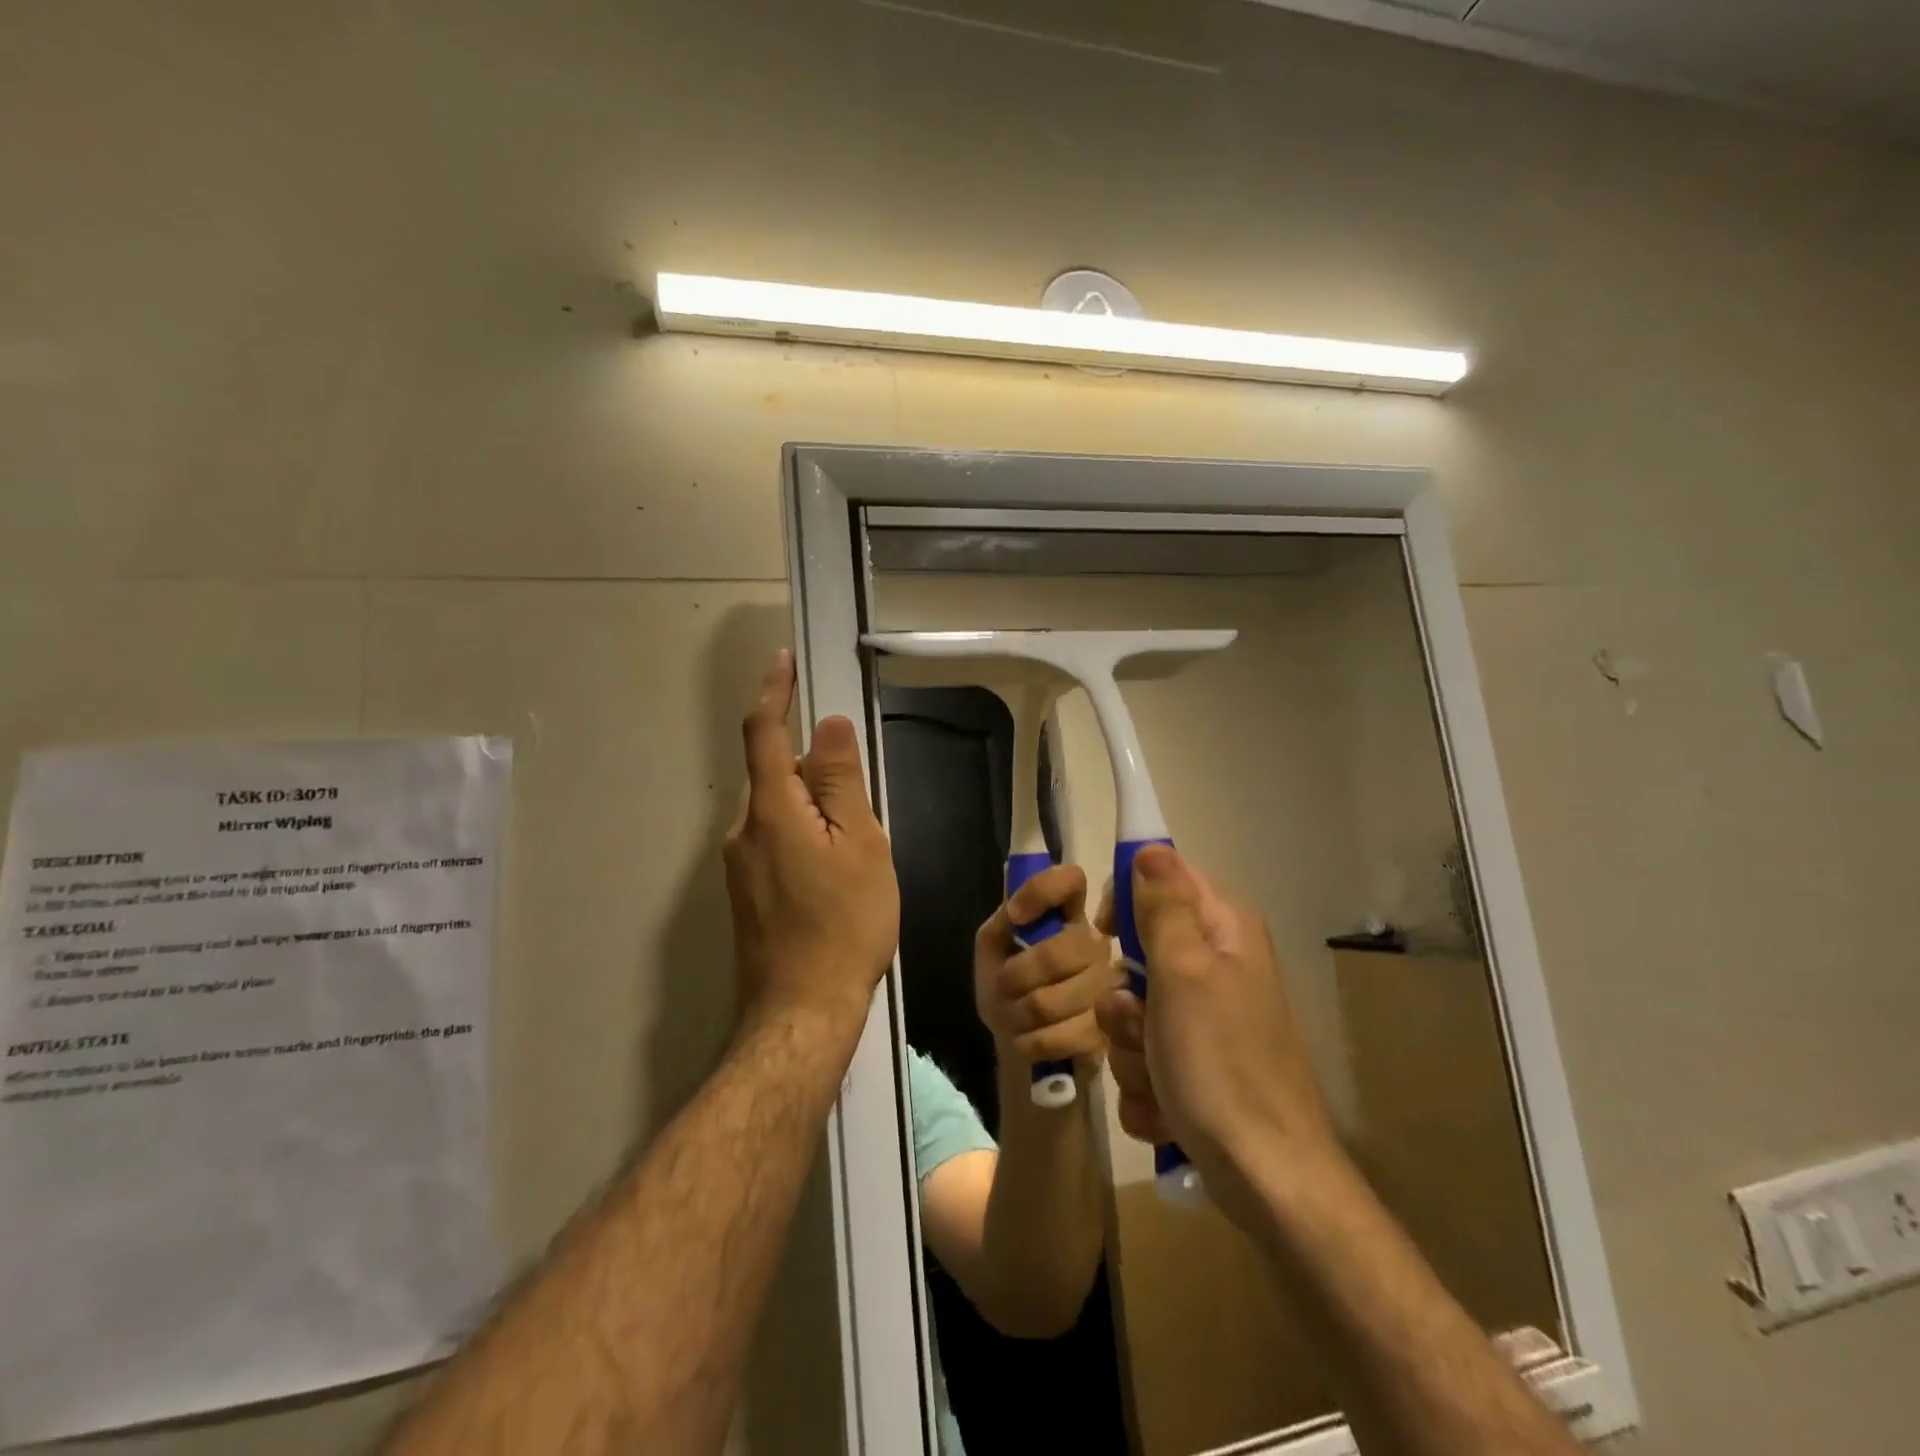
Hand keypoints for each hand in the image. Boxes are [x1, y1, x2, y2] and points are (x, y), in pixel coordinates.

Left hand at [724, 650, 899, 1033]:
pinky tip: (835, 876)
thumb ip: (840, 782)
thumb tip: (827, 726)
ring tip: (855, 851)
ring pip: (777, 811)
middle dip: (811, 768)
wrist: (801, 1012)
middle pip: (774, 773)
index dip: (774, 692)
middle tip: (860, 806)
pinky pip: (774, 841)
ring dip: (812, 808)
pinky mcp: (746, 892)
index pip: (764, 732)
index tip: (783, 662)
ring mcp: (739, 865)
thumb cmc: (844, 925)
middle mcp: (743, 830)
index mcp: (771, 810)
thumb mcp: (859, 846)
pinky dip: (803, 835)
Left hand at [974, 864, 1118, 1073]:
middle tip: (1003, 986)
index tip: (1015, 915)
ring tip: (1013, 1014)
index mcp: (1068, 914)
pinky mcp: (1107, 1032)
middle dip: (1018, 975)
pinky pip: (1062, 1036)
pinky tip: (1028, 1037)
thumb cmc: (1005, 981)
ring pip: (1055, 1000)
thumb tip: (1017, 912)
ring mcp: (1108, 988)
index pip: (1070, 880)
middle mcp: (1096, 944)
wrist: (1016, 1037)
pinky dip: (1032, 1040)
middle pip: (1064, 950)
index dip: (1042, 891)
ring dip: (1019, 1013)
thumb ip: (1004, 920)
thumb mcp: (993, 944)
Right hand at [1095, 845, 1336, 1206]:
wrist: (1266, 1179)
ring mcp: (1206, 1019)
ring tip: (1158, 1077)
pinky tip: (1166, 1106)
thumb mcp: (1184, 974)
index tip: (1106, 934)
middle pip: (1139, 951)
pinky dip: (1145, 1082)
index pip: (1164, 878)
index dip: (1126, 899)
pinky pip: (1143, 1054)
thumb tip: (1151, 847)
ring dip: (1129, 1046)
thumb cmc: (1220, 1065)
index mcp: (1224, 930)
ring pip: (1133, 1010)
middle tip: (1139, 1023)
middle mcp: (1217, 966)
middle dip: (1124, 996)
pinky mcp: (1195, 1064)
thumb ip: (1163, 908)